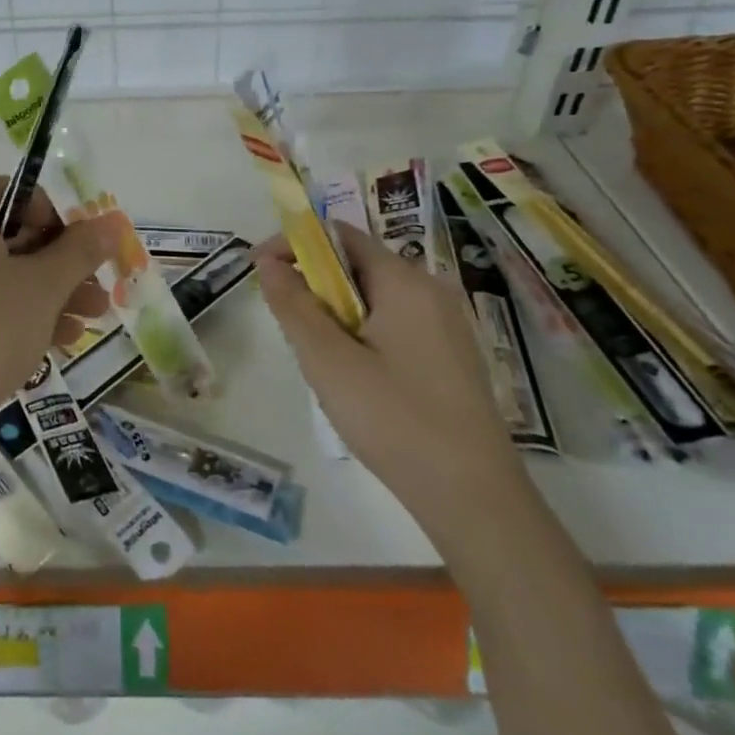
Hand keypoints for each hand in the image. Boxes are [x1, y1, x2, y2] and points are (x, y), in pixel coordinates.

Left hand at [0, 177, 121, 458]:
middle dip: (57, 269)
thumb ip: (81, 249)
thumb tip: (112, 222)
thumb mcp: (43, 286)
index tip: (84, 262)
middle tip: (96, 299)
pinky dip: (5, 313)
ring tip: (82, 328)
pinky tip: (46, 345)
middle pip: (7, 236)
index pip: (18, 196)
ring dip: (41, 296)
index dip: (59, 226)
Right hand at [257, 220, 524, 525]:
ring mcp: (446, 324)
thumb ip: (293, 305)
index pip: (340, 236)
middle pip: (357, 265)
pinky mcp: (450, 356)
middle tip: (287, 325)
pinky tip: (355, 378)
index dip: (294, 244)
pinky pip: (394, 323)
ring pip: (373, 298)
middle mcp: (430, 290)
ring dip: (335, 312)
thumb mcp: (328, 360)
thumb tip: (268, 262)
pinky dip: (362, 333)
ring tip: (318, 358)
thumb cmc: (394, 419)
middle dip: (313, 284)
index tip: (260, 270)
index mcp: (404, 281)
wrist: (474, 498)